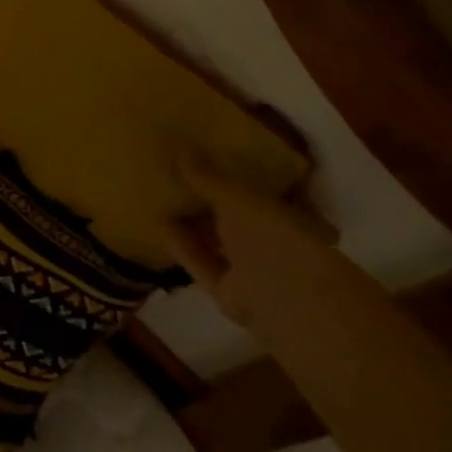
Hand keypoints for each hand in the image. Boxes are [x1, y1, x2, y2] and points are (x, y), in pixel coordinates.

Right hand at [164, 155, 343, 331]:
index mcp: (290, 214)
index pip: (262, 189)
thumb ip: (208, 176)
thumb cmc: (275, 238)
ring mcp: (254, 270)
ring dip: (193, 223)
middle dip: (209, 198)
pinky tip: (161, 226)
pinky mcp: (231, 293)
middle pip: (236, 217)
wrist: (287, 306)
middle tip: (175, 173)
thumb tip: (179, 145)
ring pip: (218, 242)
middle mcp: (274, 241)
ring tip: (161, 197)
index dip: (234, 171)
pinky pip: (204, 264)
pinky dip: (184, 247)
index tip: (206, 153)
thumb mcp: (238, 199)